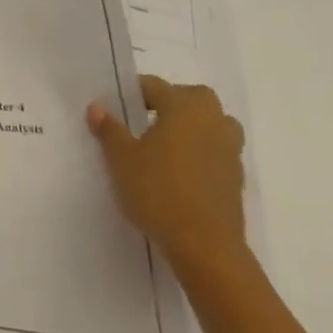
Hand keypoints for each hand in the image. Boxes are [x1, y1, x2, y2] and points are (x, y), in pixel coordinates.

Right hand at [88, 75, 246, 276]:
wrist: (205, 247)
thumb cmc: (159, 191)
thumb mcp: (121, 159)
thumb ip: (110, 130)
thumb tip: (97, 107)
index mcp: (184, 107)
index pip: (155, 86)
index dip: (132, 92)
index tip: (115, 106)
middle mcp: (213, 120)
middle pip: (191, 98)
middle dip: (169, 103)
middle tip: (143, 120)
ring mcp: (230, 149)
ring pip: (210, 124)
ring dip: (191, 127)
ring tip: (164, 145)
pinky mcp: (236, 177)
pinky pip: (216, 151)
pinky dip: (200, 153)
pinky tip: (179, 172)